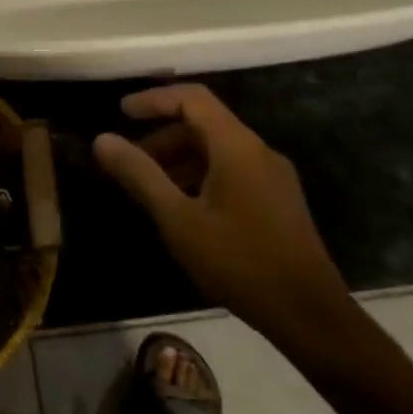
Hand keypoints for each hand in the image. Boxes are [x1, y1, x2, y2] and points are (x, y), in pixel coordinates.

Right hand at [92, 84, 352, 350]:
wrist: (310, 315)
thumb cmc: (239, 261)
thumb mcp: (178, 219)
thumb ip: (139, 175)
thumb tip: (102, 139)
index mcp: (237, 146)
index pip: (192, 98)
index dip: (154, 99)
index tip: (121, 113)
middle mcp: (259, 151)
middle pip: (204, 124)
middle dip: (162, 136)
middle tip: (128, 162)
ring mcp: (273, 177)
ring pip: (217, 150)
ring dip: (179, 159)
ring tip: (149, 189)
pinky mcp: (278, 201)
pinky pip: (232, 171)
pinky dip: (200, 176)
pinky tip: (183, 209)